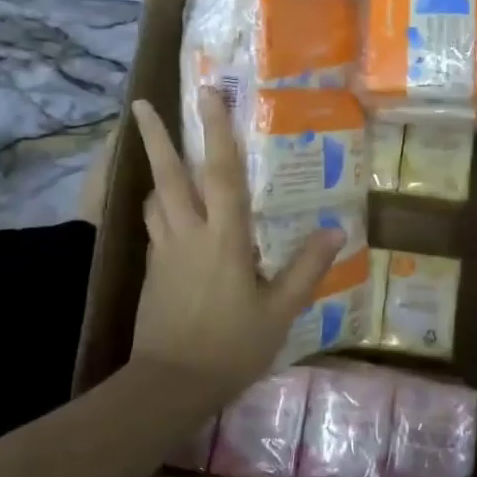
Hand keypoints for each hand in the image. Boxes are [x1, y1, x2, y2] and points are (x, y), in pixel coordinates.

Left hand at [128, 90, 342, 400]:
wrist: (170, 383)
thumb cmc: (231, 346)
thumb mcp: (279, 311)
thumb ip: (306, 268)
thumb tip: (336, 230)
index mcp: (223, 237)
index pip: (222, 173)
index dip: (217, 130)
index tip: (207, 93)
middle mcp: (188, 233)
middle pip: (169, 175)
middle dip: (155, 136)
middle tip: (140, 103)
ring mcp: (164, 250)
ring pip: (155, 198)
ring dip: (156, 171)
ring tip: (158, 153)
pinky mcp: (150, 270)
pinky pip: (154, 225)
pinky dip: (159, 207)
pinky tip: (169, 213)